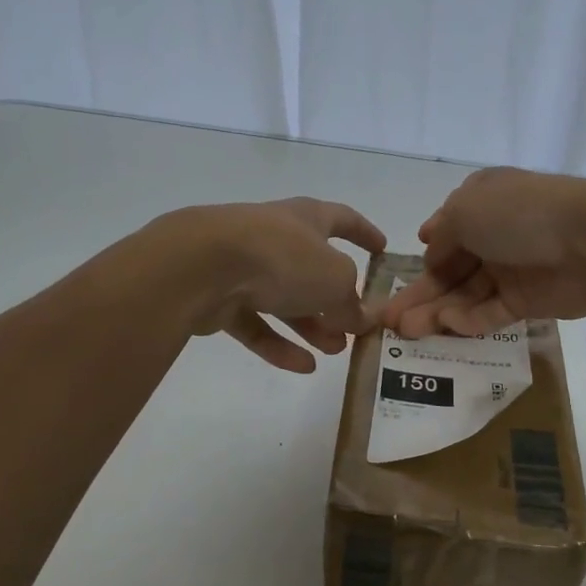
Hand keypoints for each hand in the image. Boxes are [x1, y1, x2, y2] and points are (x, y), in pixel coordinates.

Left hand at [158, 198, 386, 372]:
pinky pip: (257, 322)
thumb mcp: (335, 280)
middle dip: (336, 299)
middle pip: (312, 268)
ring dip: (312, 325)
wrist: (203, 265)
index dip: (365, 234)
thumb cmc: (282, 257)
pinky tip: (303, 367)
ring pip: (285, 298)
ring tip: (335, 351)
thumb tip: (362, 318)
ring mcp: (245, 266)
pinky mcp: (221, 297)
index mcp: (307, 218)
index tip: (382, 250)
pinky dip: (279, 343)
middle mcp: (276, 237)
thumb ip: (352, 302)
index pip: (343, 220)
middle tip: (355, 327)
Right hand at [381, 168, 585, 338]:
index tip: (397, 279)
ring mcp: (512, 269)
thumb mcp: (465, 210)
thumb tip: (430, 248)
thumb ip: (442, 234)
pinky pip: (491, 312)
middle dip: (420, 293)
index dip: (422, 257)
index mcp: (481, 202)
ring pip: (466, 294)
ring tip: (406, 332)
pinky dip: (469, 320)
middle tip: (387, 321)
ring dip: (436, 312)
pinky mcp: (529, 300)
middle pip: (450, 269)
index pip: (444, 232)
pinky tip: (447, 327)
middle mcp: (494, 235)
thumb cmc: (519, 214)